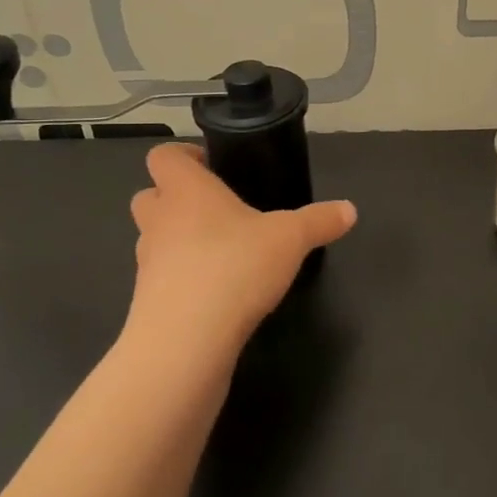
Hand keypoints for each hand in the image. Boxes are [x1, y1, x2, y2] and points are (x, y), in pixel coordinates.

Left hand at [126, 143, 355, 353]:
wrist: (185, 341)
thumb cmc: (234, 267)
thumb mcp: (290, 239)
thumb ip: (319, 221)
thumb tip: (349, 209)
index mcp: (186, 191)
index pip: (164, 156)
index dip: (183, 155)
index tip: (212, 165)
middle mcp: (159, 220)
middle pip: (150, 194)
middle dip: (175, 198)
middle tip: (215, 208)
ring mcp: (147, 262)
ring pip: (154, 238)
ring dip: (178, 239)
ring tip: (220, 252)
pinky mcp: (147, 301)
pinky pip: (162, 278)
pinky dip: (183, 278)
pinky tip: (216, 292)